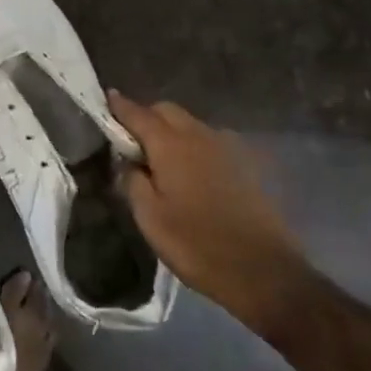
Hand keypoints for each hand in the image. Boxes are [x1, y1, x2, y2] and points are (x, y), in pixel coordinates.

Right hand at [110, 93, 312, 334]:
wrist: (264, 272)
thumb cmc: (196, 245)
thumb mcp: (149, 218)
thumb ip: (133, 181)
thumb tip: (129, 161)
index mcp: (171, 145)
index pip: (139, 114)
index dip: (120, 106)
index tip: (106, 98)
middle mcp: (200, 137)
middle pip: (167, 111)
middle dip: (146, 117)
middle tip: (130, 141)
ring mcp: (226, 149)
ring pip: (190, 125)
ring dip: (171, 131)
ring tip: (159, 159)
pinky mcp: (245, 166)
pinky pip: (209, 142)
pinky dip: (192, 146)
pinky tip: (189, 173)